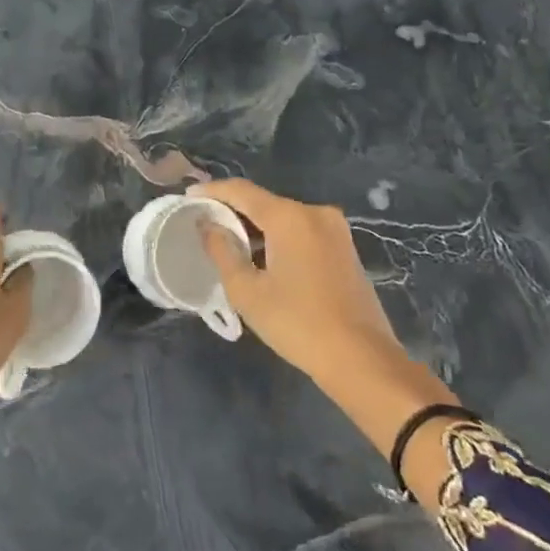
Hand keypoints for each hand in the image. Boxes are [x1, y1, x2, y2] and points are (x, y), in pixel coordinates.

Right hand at [191, 179, 461, 504]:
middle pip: (264, 202)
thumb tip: (206, 225)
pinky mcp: (345, 249)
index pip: (241, 191)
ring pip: (284, 218)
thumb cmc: (297, 323)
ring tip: (228, 243)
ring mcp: (335, 230)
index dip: (211, 192)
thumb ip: (222, 250)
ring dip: (256, 227)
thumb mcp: (247, 291)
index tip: (187, 198)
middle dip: (233, 211)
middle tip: (204, 224)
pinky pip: (302, 232)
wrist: (362, 359)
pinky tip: (262, 258)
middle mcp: (314, 213)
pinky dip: (278, 238)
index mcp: (289, 217)